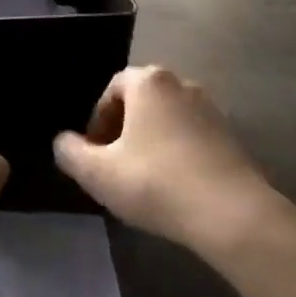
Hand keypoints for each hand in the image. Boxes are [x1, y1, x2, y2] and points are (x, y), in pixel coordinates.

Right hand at [52, 66, 282, 253]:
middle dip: (124, 129)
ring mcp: (211, 109)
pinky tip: (175, 186)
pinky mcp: (232, 136)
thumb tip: (63, 142)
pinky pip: (193, 137)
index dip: (98, 120)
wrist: (232, 214)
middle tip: (115, 165)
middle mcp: (181, 84)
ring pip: (168, 119)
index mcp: (148, 82)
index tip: (95, 154)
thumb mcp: (98, 173)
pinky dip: (178, 153)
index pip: (112, 89)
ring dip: (152, 141)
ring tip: (144, 179)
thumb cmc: (156, 183)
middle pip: (141, 101)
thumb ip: (71, 153)